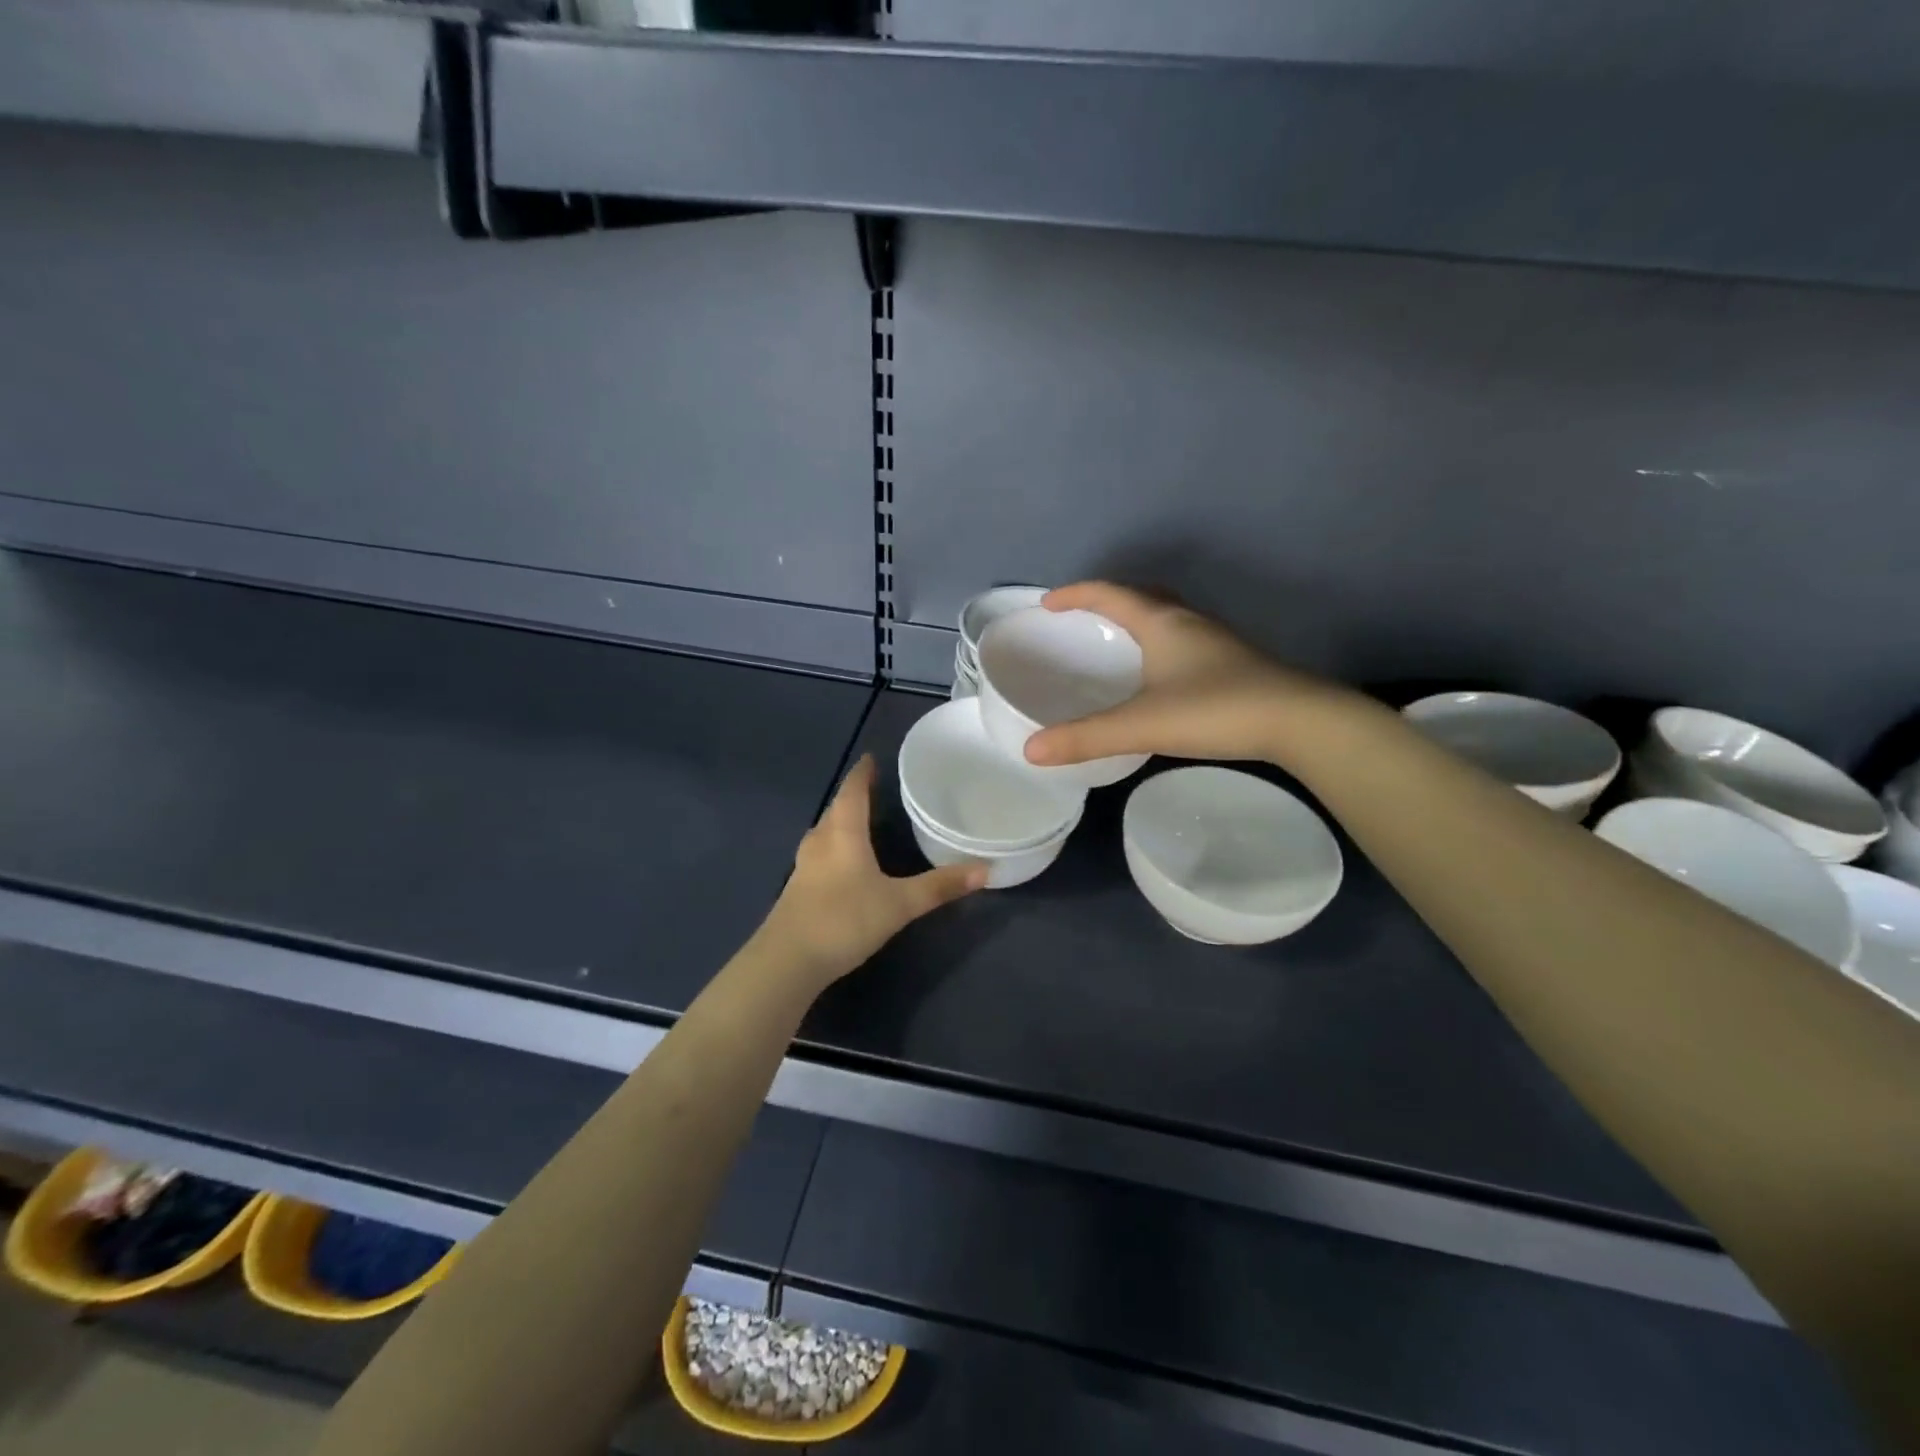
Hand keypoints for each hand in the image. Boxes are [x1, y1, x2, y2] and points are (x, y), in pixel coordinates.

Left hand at [758, 756, 984, 985]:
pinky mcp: (797, 890)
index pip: (852, 791)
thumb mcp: (899, 904)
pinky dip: (835, 847)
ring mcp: (804, 866)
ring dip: (842, 822)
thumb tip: (985, 869)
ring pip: (825, 832)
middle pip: (837, 809)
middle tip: (877, 789)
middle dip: (854, 796)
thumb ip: (939, 886)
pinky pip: (820, 854)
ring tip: (863, 821)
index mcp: (843, 833)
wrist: (787, 962)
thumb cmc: (844, 920)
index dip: (862, 773)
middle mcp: (820, 841)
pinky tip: (846, 862)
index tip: (871, 758)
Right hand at [1024, 582, 1353, 769]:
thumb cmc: (1217, 710)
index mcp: (1162, 622)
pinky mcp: (1233, 662)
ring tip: (1115, 644)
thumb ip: (1086, 737)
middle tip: (1082, 619)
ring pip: (1167, 617)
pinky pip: (1183, 640)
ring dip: (1137, 621)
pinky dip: (1159, 645)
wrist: (1300, 722)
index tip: (1047, 603)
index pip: (1110, 594)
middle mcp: (1188, 621)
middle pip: (1142, 596)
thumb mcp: (1142, 725)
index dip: (1075, 594)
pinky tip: (1158, 676)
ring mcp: (1215, 641)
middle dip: (1107, 601)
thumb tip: (1031, 750)